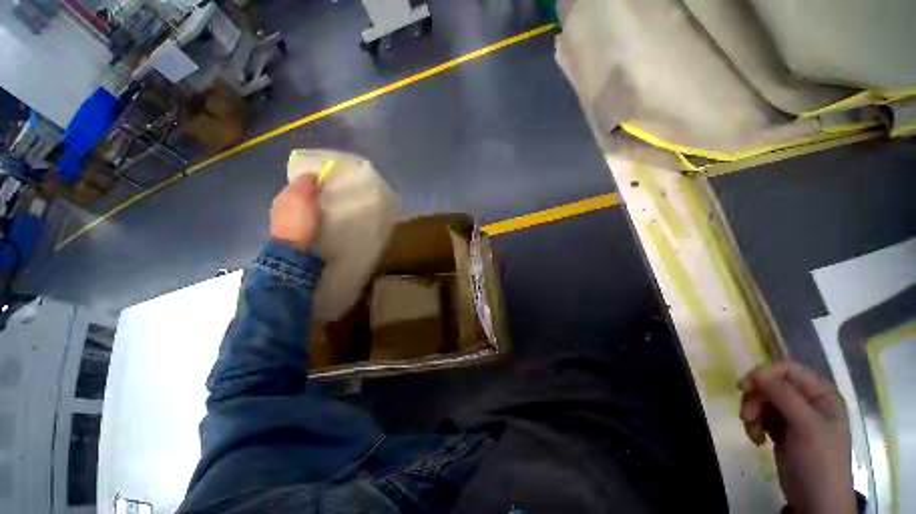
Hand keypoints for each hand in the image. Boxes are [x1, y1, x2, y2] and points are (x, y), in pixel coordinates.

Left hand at [270, 175, 319, 251]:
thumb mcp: (304, 198)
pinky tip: (311, 218)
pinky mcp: (287, 228)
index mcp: (284, 193)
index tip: (325, 184)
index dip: (312, 180)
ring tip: (320, 207)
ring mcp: (281, 216)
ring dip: (306, 204)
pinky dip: (304, 214)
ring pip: (296, 204)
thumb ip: (306, 184)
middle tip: (324, 195)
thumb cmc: (299, 220)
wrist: (291, 247)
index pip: (299, 181)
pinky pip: (297, 215)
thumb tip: (312, 174)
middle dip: (309, 192)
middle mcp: (279, 202)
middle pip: (297, 192)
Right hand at [738, 362, 855, 513]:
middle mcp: (807, 401)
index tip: (745, 387)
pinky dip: (753, 425)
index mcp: (820, 394)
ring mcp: (793, 417)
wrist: (816, 499)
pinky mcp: (781, 430)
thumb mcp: (806, 426)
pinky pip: (760, 417)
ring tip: (753, 432)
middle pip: (770, 386)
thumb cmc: (820, 458)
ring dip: (751, 414)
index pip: (788, 370)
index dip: (764, 373)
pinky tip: (757, 440)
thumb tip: (756, 371)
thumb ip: (784, 396)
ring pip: (761, 401)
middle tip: (746, 416)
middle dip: (755, 400)